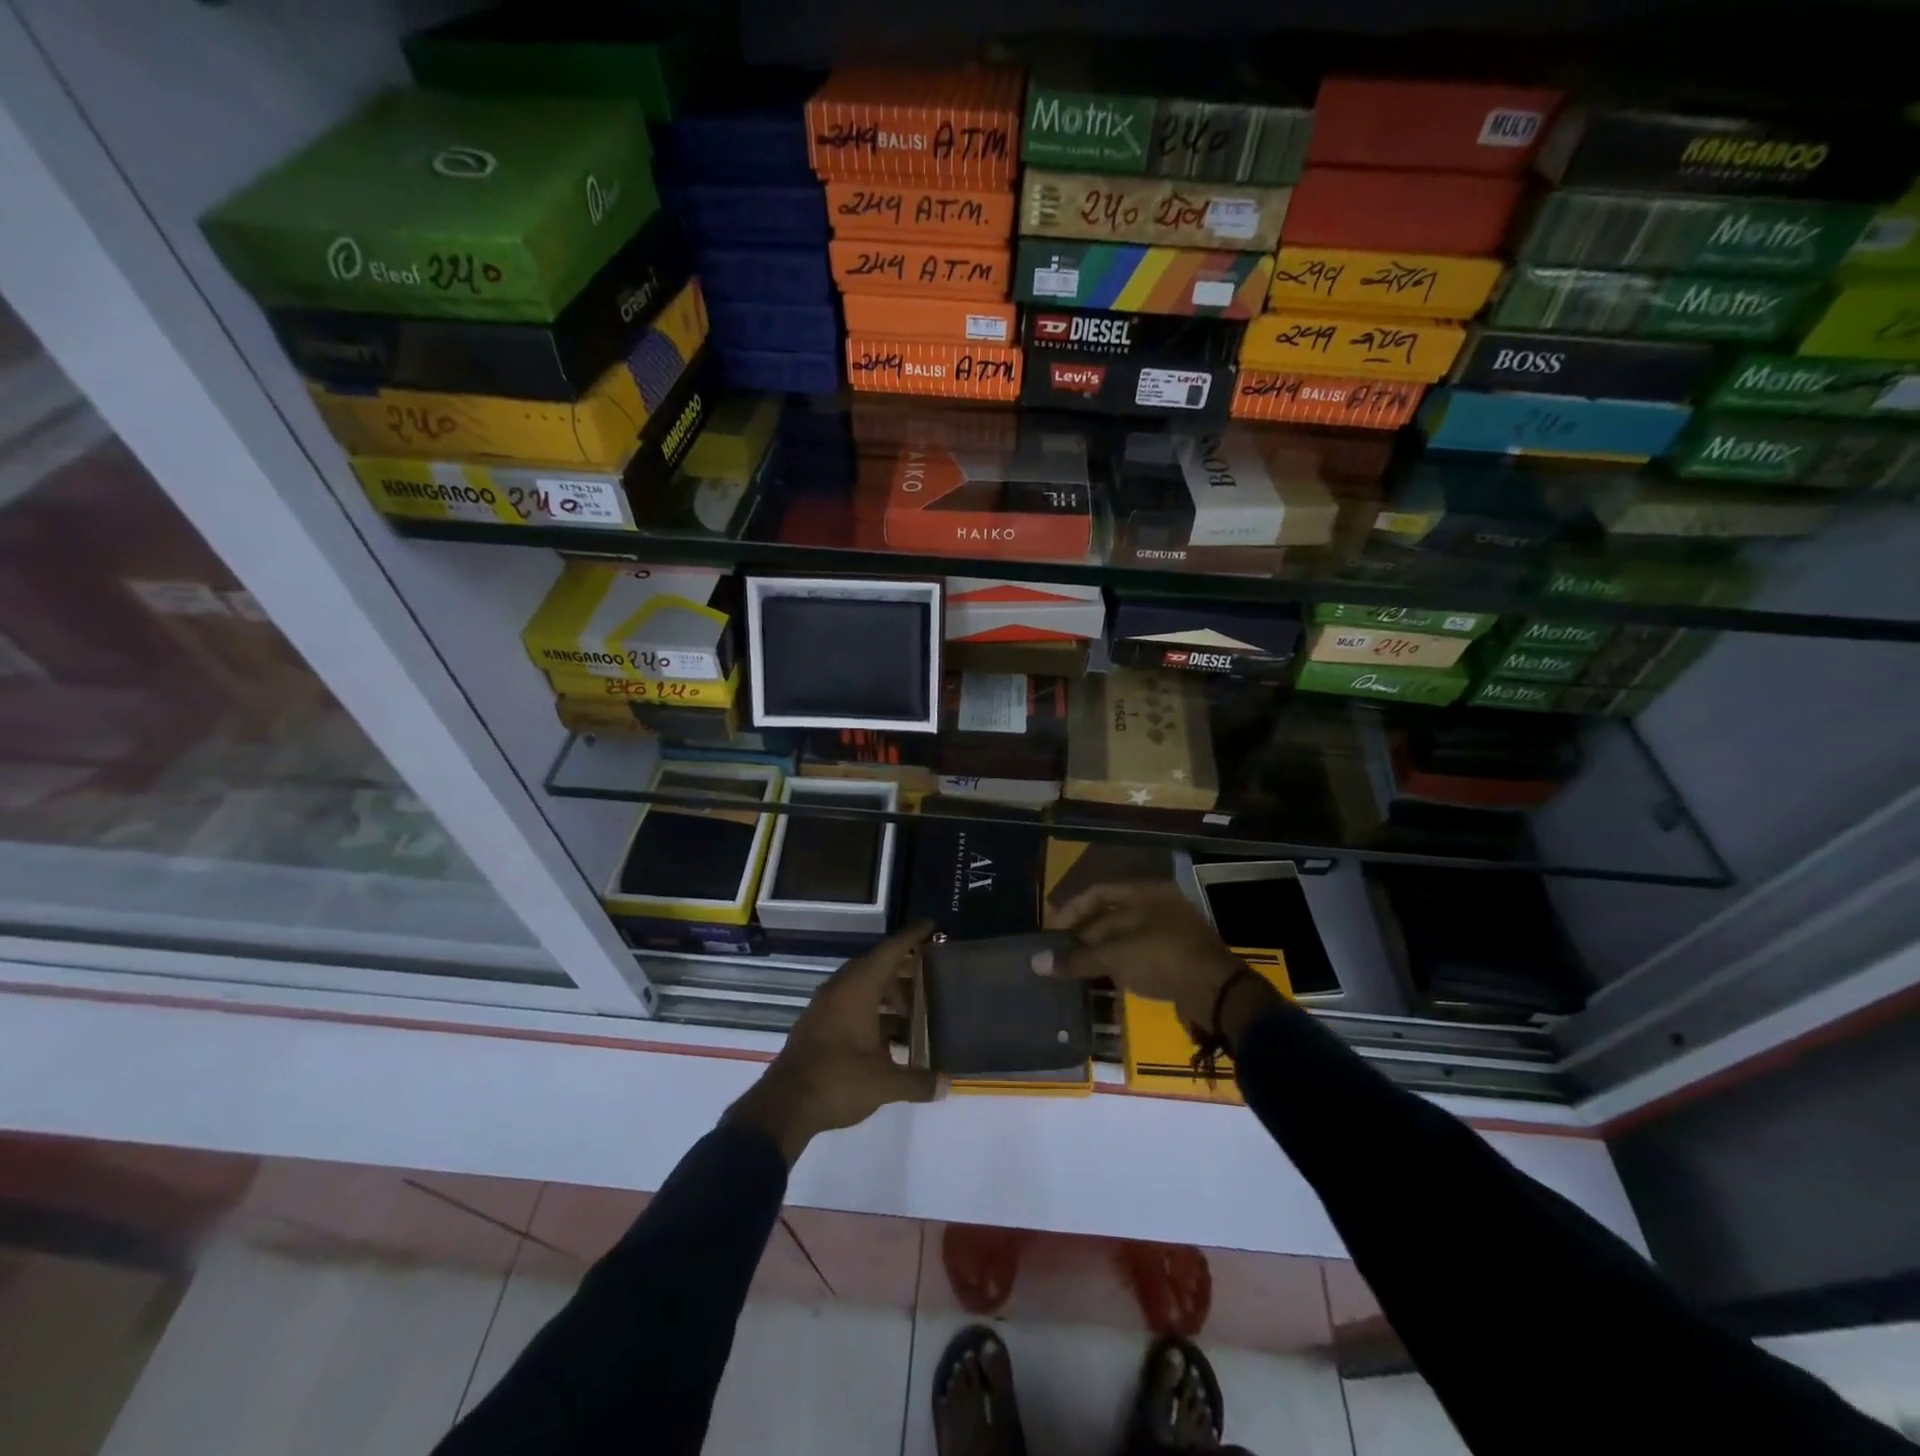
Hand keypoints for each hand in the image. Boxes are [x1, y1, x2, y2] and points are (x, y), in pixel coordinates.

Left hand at [724, 922, 941, 1164]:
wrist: (783, 1107)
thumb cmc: (837, 1081)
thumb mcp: (884, 1084)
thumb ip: (918, 1081)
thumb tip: (946, 1083)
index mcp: (857, 989)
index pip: (889, 951)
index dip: (911, 937)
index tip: (931, 927)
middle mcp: (840, 990)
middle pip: (876, 968)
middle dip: (903, 972)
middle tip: (930, 981)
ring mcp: (824, 1008)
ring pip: (862, 989)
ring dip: (887, 997)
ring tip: (913, 1016)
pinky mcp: (816, 1026)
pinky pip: (849, 1006)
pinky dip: (871, 1013)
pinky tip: (887, 1039)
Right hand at [1037, 881, 1273, 1038]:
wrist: (1217, 993)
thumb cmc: (1163, 959)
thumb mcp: (1116, 956)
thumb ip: (1077, 959)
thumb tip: (1036, 962)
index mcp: (1145, 893)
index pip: (1097, 893)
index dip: (1071, 911)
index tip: (1052, 933)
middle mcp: (1158, 906)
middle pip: (1110, 915)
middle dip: (1084, 935)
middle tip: (1060, 956)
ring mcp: (1171, 932)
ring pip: (1125, 937)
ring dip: (1100, 952)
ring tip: (1076, 970)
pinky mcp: (1177, 958)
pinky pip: (1139, 955)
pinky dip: (1120, 965)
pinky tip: (1104, 980)